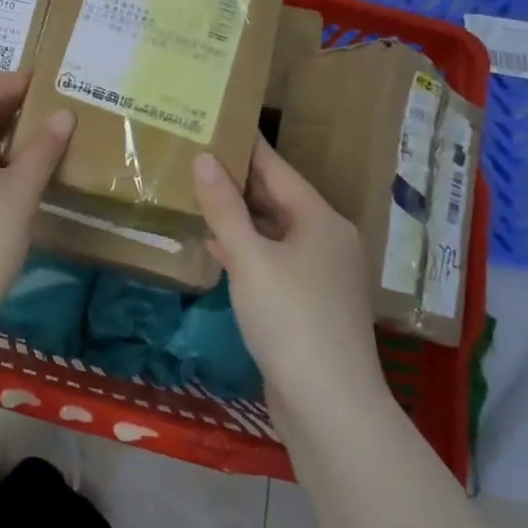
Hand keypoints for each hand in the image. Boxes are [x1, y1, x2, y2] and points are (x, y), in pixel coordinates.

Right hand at [193, 137, 384, 403]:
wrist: (330, 406)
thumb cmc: (290, 319)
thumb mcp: (249, 258)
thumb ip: (224, 207)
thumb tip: (204, 157)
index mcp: (321, 221)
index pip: (278, 169)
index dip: (247, 145)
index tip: (218, 120)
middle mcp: (328, 240)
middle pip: (278, 199)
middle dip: (238, 180)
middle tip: (196, 155)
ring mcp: (322, 275)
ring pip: (274, 231)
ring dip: (239, 216)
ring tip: (198, 193)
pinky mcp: (311, 304)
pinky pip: (275, 261)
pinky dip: (248, 249)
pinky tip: (217, 246)